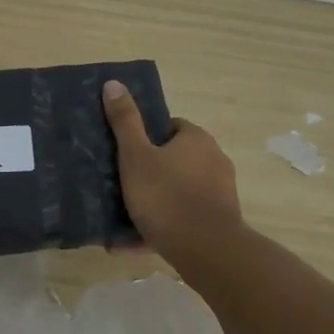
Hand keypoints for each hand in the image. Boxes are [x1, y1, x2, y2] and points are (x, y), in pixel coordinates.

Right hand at [103, 80, 242, 266]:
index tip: (126, 154)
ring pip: (177, 192)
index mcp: (196, 139)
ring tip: (120, 220)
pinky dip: (160, 227)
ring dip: (152, 204)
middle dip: (149, 173)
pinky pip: (183, 219)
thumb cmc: (166, 195)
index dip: (145, 138)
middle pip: (174, 160)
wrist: (205, 250)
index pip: (169, 127)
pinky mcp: (219, 221)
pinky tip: (129, 244)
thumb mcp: (135, 156)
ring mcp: (220, 193)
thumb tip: (114, 83)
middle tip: (120, 185)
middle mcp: (214, 160)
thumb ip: (125, 121)